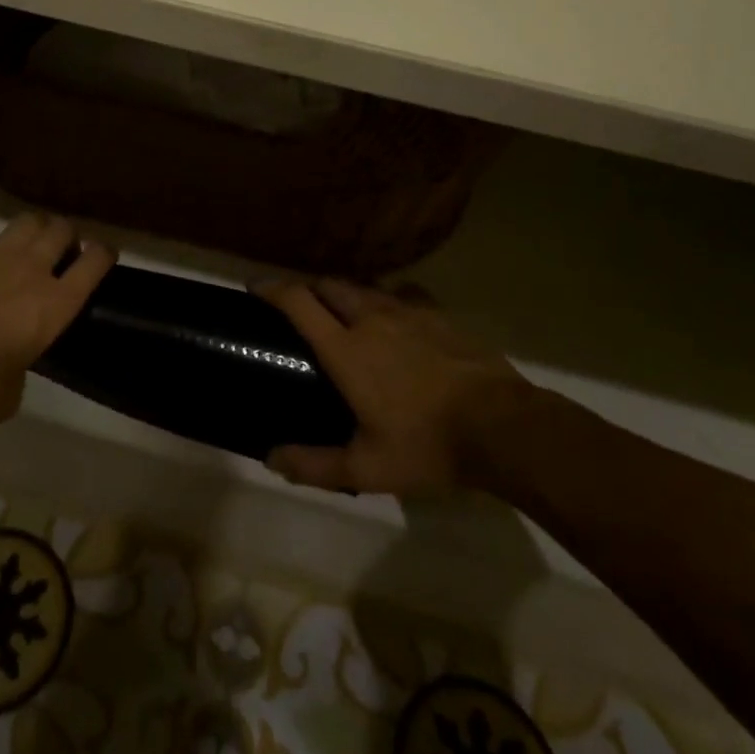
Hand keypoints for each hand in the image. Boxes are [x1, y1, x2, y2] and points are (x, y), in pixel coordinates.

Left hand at [0, 213, 114, 427]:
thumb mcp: (11, 393)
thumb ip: (20, 370)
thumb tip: (12, 368)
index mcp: (54, 305)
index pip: (94, 263)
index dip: (103, 254)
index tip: (102, 255)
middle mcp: (30, 270)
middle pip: (61, 230)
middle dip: (65, 234)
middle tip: (59, 246)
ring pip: (26, 220)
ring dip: (32, 226)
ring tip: (27, 236)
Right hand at [257, 278, 542, 496]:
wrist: (501, 425)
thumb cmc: (427, 444)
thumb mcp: (366, 468)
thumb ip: (314, 464)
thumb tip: (270, 459)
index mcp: (346, 348)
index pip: (298, 302)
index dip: (271, 288)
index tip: (254, 286)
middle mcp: (370, 318)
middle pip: (329, 285)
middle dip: (309, 289)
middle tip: (302, 307)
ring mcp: (407, 311)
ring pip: (365, 286)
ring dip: (347, 293)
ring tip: (345, 312)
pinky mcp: (437, 314)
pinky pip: (402, 293)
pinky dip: (387, 299)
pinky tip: (395, 318)